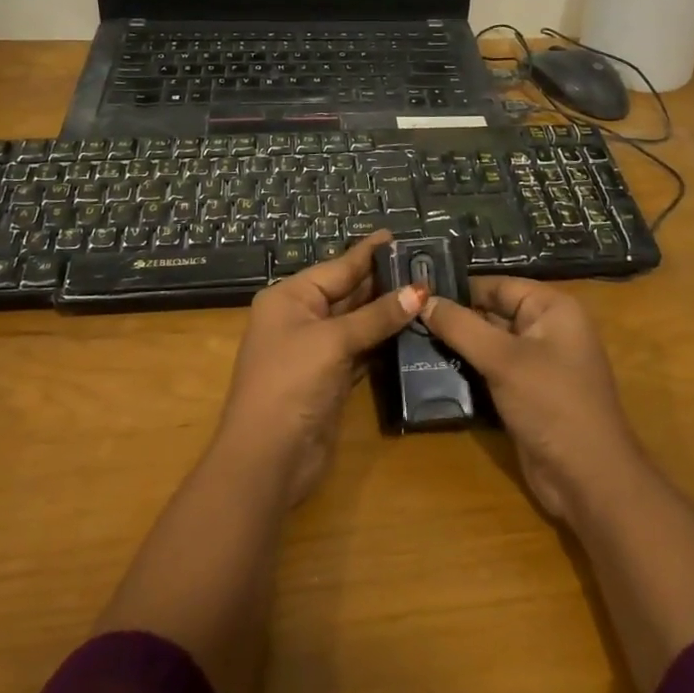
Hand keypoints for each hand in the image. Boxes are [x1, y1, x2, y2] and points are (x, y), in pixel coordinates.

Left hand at [216, 232, 424, 506]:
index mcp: (290, 297)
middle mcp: (301, 318)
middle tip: (424, 264)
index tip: (398, 235)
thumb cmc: (292, 383)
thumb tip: (418, 291)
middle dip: (383, 281)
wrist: (267, 458)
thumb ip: (376, 316)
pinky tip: (412, 330)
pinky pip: (361, 350)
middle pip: (348, 292)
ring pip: (357, 322)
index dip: (369, 252)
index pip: (338, 267)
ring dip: (387, 312)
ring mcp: (315, 350)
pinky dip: (383, 341)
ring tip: (426, 292)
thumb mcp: (333, 341)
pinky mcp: (330, 379)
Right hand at [420, 278, 640, 519]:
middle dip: (454, 318)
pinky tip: (431, 369)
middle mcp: (547, 329)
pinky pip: (492, 370)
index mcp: (552, 308)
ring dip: (457, 346)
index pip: (498, 285)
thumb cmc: (551, 404)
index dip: (459, 289)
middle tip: (407, 317)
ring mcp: (538, 363)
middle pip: (492, 313)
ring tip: (410, 339)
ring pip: (489, 344)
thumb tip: (422, 299)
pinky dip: (468, 370)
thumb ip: (460, 327)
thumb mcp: (503, 360)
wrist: (588, 480)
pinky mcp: (526, 393)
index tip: (416, 293)